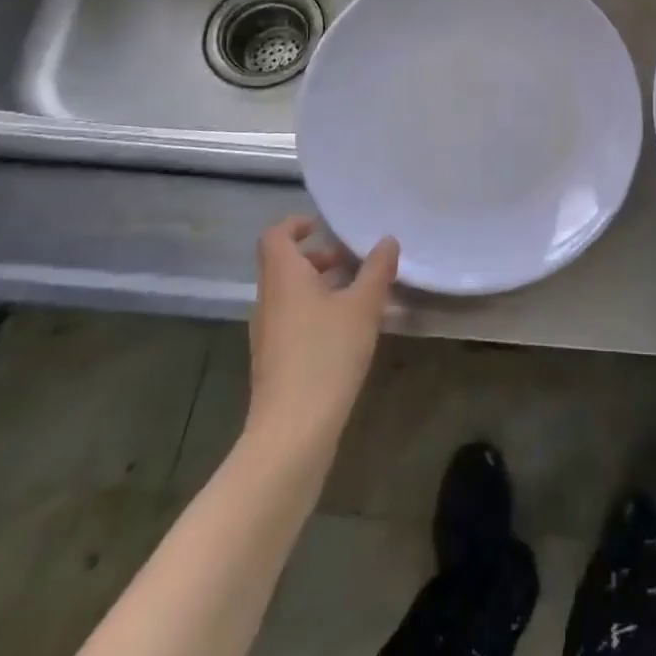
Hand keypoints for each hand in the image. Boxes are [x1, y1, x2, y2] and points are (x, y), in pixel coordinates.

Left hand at [244, 217, 398, 460]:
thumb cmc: (326, 354)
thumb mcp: (363, 306)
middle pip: (285, 265)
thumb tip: (387, 240)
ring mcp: (268, 333)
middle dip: (319, 257)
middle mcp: (268, 300)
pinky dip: (317, 312)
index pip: (276, 236)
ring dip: (321, 285)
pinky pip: (294, 319)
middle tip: (353, 260)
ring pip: (291, 294)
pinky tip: (348, 330)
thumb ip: (377, 269)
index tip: (325, 225)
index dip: (296, 224)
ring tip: (359, 294)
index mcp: (283, 278)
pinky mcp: (275, 360)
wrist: (293, 431)